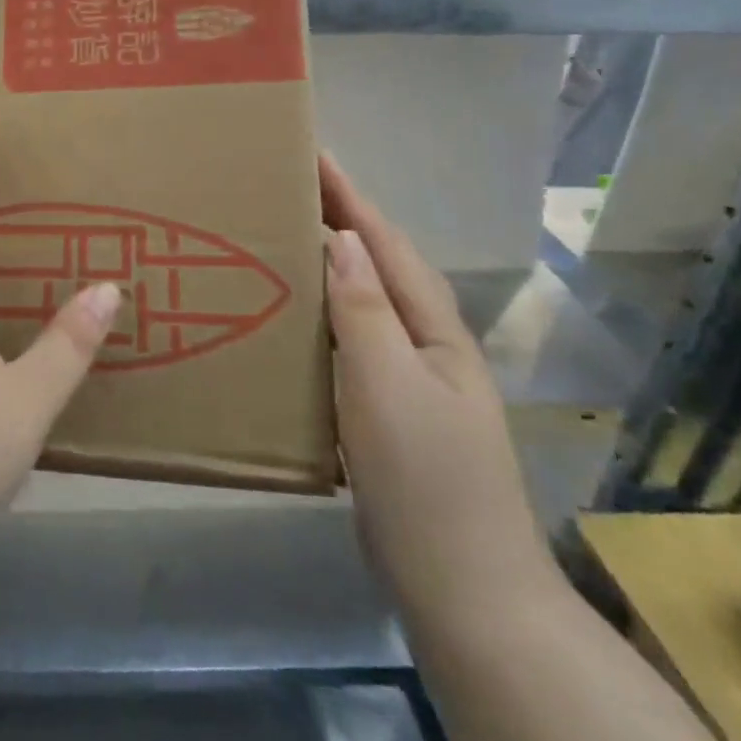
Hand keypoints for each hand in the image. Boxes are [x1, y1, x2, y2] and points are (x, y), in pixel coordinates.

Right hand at [320, 153, 561, 635]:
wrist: (462, 588)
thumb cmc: (425, 478)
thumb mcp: (389, 384)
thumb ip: (364, 309)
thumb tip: (342, 237)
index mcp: (432, 329)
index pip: (384, 243)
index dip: (350, 196)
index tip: (312, 152)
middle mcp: (422, 344)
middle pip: (378, 264)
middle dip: (339, 218)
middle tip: (284, 187)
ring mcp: (405, 379)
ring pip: (361, 302)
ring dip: (327, 264)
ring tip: (278, 237)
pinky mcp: (382, 411)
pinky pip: (345, 342)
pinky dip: (318, 315)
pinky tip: (287, 318)